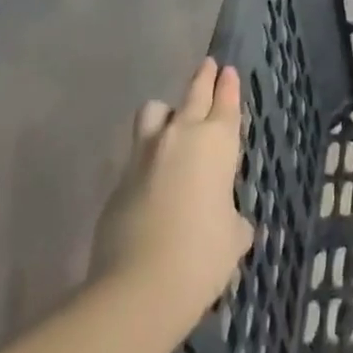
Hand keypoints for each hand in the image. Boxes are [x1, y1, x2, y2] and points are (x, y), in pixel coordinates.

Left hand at [91, 58, 253, 322]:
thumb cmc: (203, 255)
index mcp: (218, 142)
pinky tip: (152, 177)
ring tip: (170, 121)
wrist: (139, 288)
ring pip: (154, 112)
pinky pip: (136, 155)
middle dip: (203, 78)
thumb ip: (233, 220)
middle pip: (193, 94)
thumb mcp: (233, 238)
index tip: (227, 70)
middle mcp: (181, 137)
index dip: (228, 85)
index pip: (226, 101)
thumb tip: (228, 223)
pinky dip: (147, 158)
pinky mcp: (119, 181)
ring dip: (165, 113)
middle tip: (208, 65)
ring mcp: (145, 156)